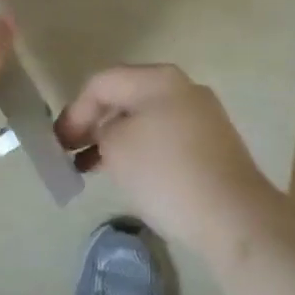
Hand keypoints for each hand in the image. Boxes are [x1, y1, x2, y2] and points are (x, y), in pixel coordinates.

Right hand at [56, 64, 284, 256]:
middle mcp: (182, 87)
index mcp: (158, 77)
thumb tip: (107, 132)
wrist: (235, 217)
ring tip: (94, 167)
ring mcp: (202, 115)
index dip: (75, 110)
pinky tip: (131, 174)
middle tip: (72, 151)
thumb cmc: (167, 173)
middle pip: (126, 96)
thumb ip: (100, 130)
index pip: (103, 82)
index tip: (59, 142)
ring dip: (117, 138)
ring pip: (146, 118)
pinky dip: (142, 150)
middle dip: (95, 122)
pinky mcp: (213, 145)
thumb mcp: (117, 147)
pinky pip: (166, 137)